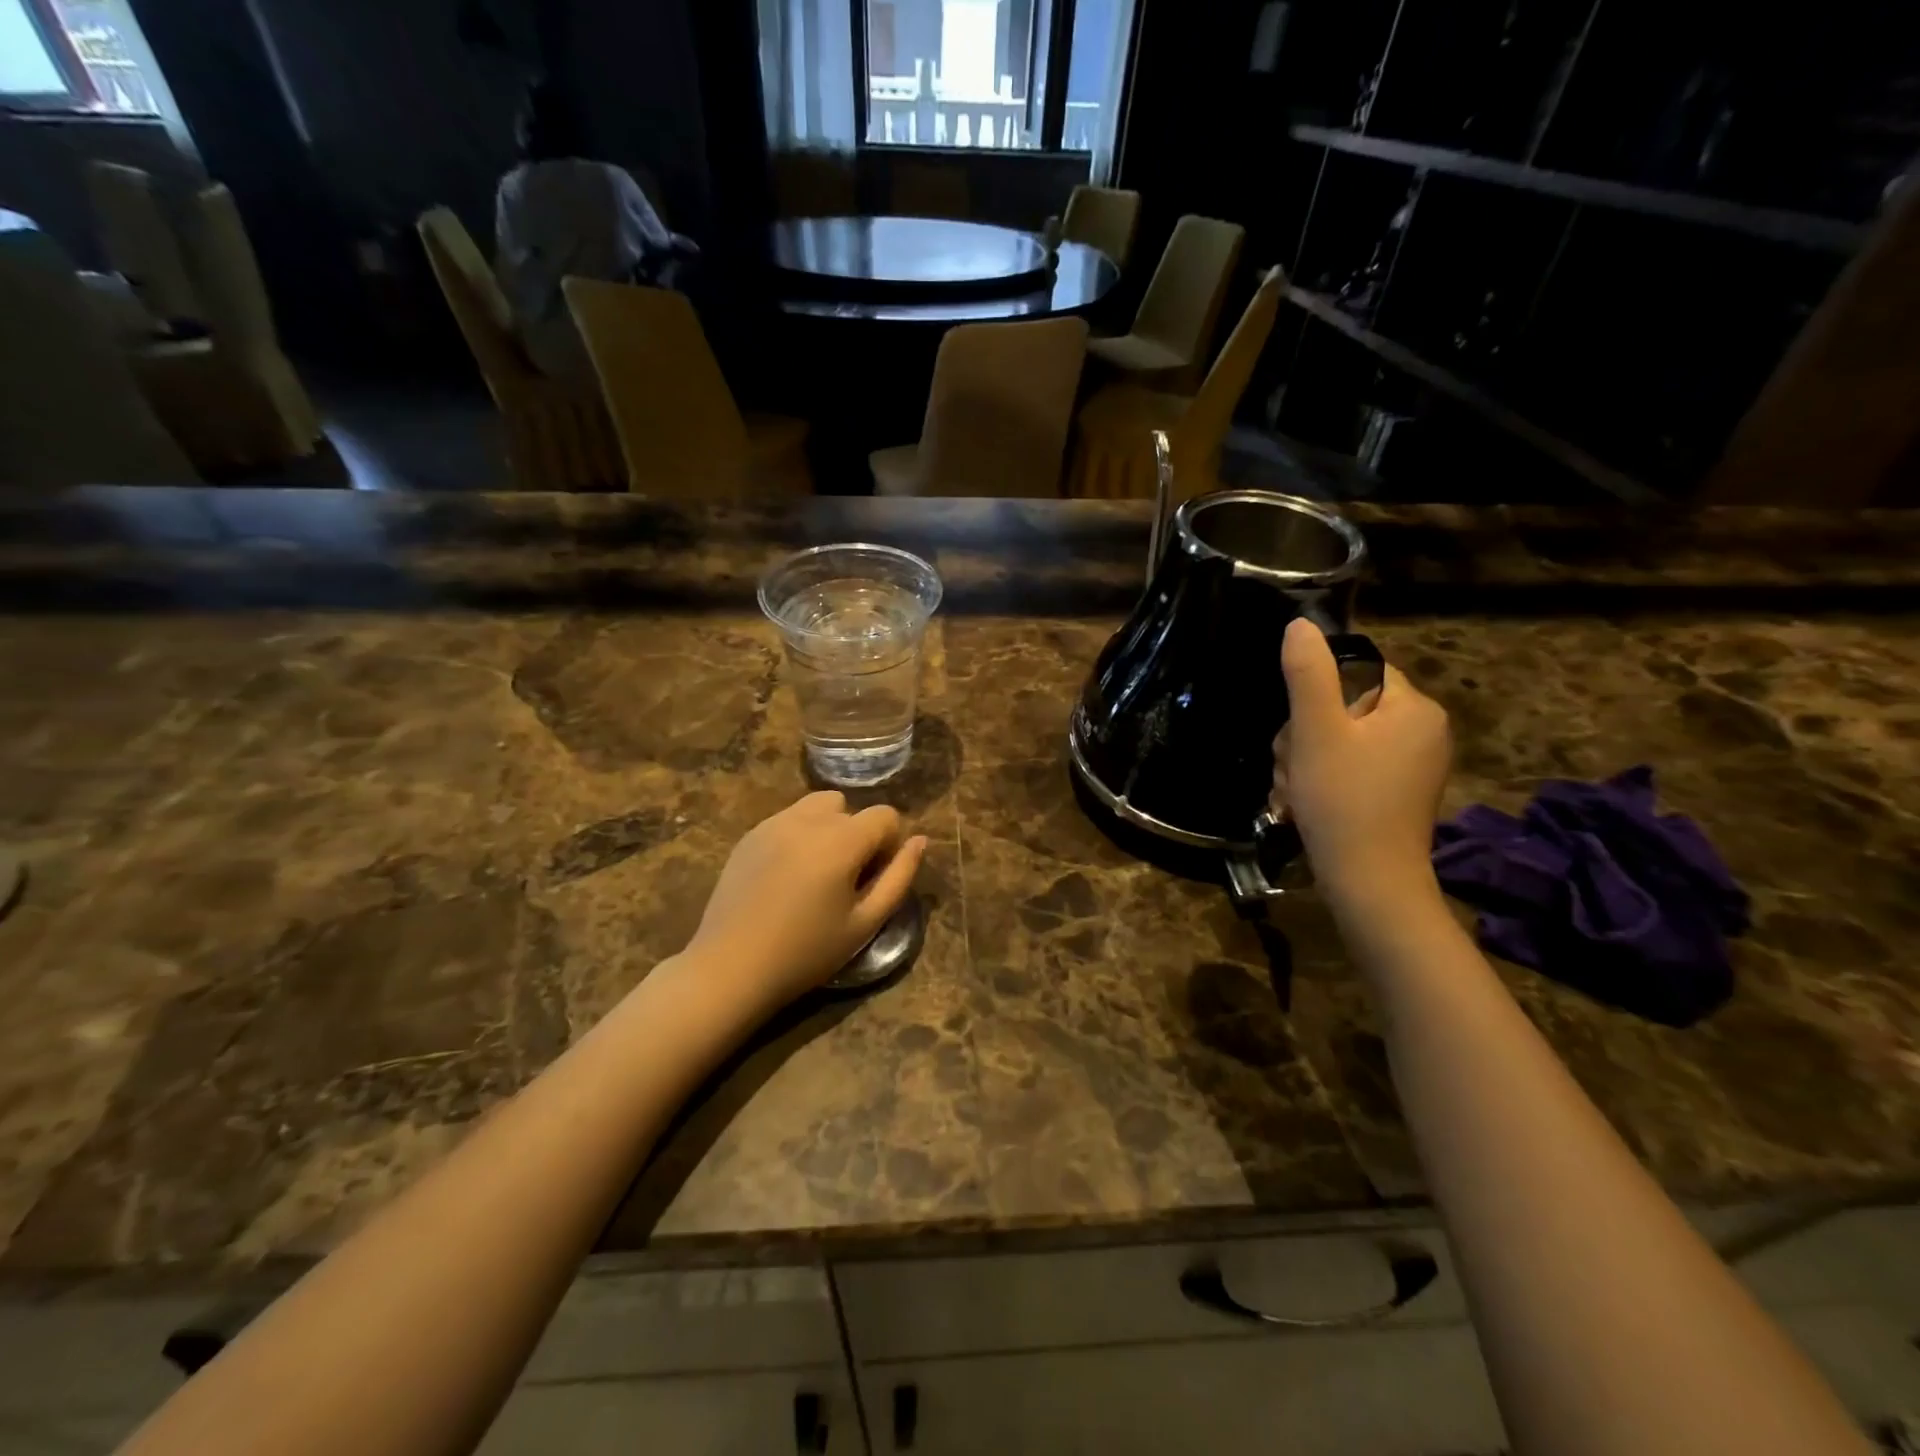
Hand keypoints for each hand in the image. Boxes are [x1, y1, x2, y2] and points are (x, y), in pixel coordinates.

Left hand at [683, 792, 927, 1016]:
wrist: (731, 967)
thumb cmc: (806, 951)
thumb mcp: (865, 922)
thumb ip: (899, 877)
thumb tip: (919, 841)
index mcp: (842, 840)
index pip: (885, 815)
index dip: (890, 844)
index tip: (873, 879)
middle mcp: (808, 819)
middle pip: (850, 806)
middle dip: (858, 834)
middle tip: (845, 878)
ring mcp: (774, 822)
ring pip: (817, 805)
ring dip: (828, 827)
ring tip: (818, 869)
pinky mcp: (750, 834)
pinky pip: (788, 818)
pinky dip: (800, 834)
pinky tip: (787, 875)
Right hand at [1276, 619, 1451, 914]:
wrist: (1369, 884)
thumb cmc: (1343, 801)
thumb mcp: (1316, 732)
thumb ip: (1308, 674)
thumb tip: (1301, 624)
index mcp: (1414, 707)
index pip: (1354, 671)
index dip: (1313, 698)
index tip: (1300, 732)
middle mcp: (1422, 729)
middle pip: (1342, 707)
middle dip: (1304, 737)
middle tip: (1295, 768)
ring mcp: (1412, 763)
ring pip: (1338, 738)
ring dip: (1304, 760)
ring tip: (1297, 791)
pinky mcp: (1397, 790)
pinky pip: (1349, 765)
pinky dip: (1321, 779)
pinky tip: (1306, 803)